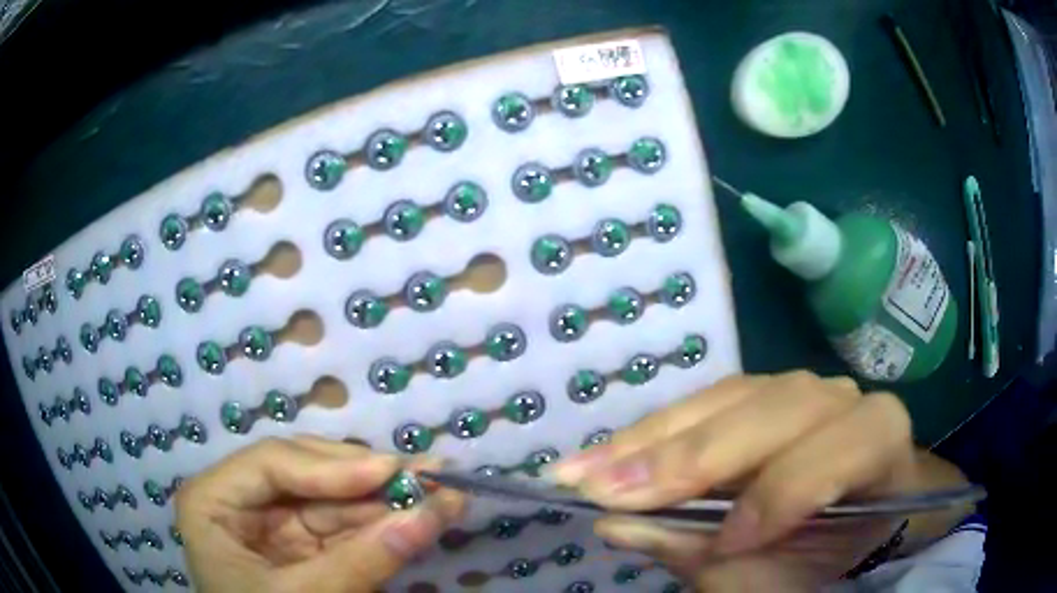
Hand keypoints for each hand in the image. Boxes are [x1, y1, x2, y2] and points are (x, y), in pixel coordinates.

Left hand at [175, 436, 463, 592]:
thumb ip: (360, 561)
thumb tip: (430, 516)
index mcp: (212, 501)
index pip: (270, 463)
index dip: (332, 466)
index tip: (391, 472)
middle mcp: (242, 501)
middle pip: (309, 475)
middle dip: (371, 479)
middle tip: (432, 471)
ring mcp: (275, 524)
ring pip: (335, 500)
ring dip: (388, 499)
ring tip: (441, 489)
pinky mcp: (304, 546)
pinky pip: (346, 528)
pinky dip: (383, 525)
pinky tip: (420, 514)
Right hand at [550, 372, 969, 590]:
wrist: (855, 505)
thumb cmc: (829, 545)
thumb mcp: (783, 571)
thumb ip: (715, 559)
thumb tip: (624, 526)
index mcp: (876, 441)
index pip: (833, 453)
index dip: (782, 494)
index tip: (722, 542)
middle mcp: (840, 399)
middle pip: (770, 413)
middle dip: (688, 457)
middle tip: (606, 490)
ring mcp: (798, 385)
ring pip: (725, 400)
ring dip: (651, 440)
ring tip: (586, 472)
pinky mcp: (759, 389)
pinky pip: (703, 401)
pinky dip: (652, 431)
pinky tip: (608, 453)